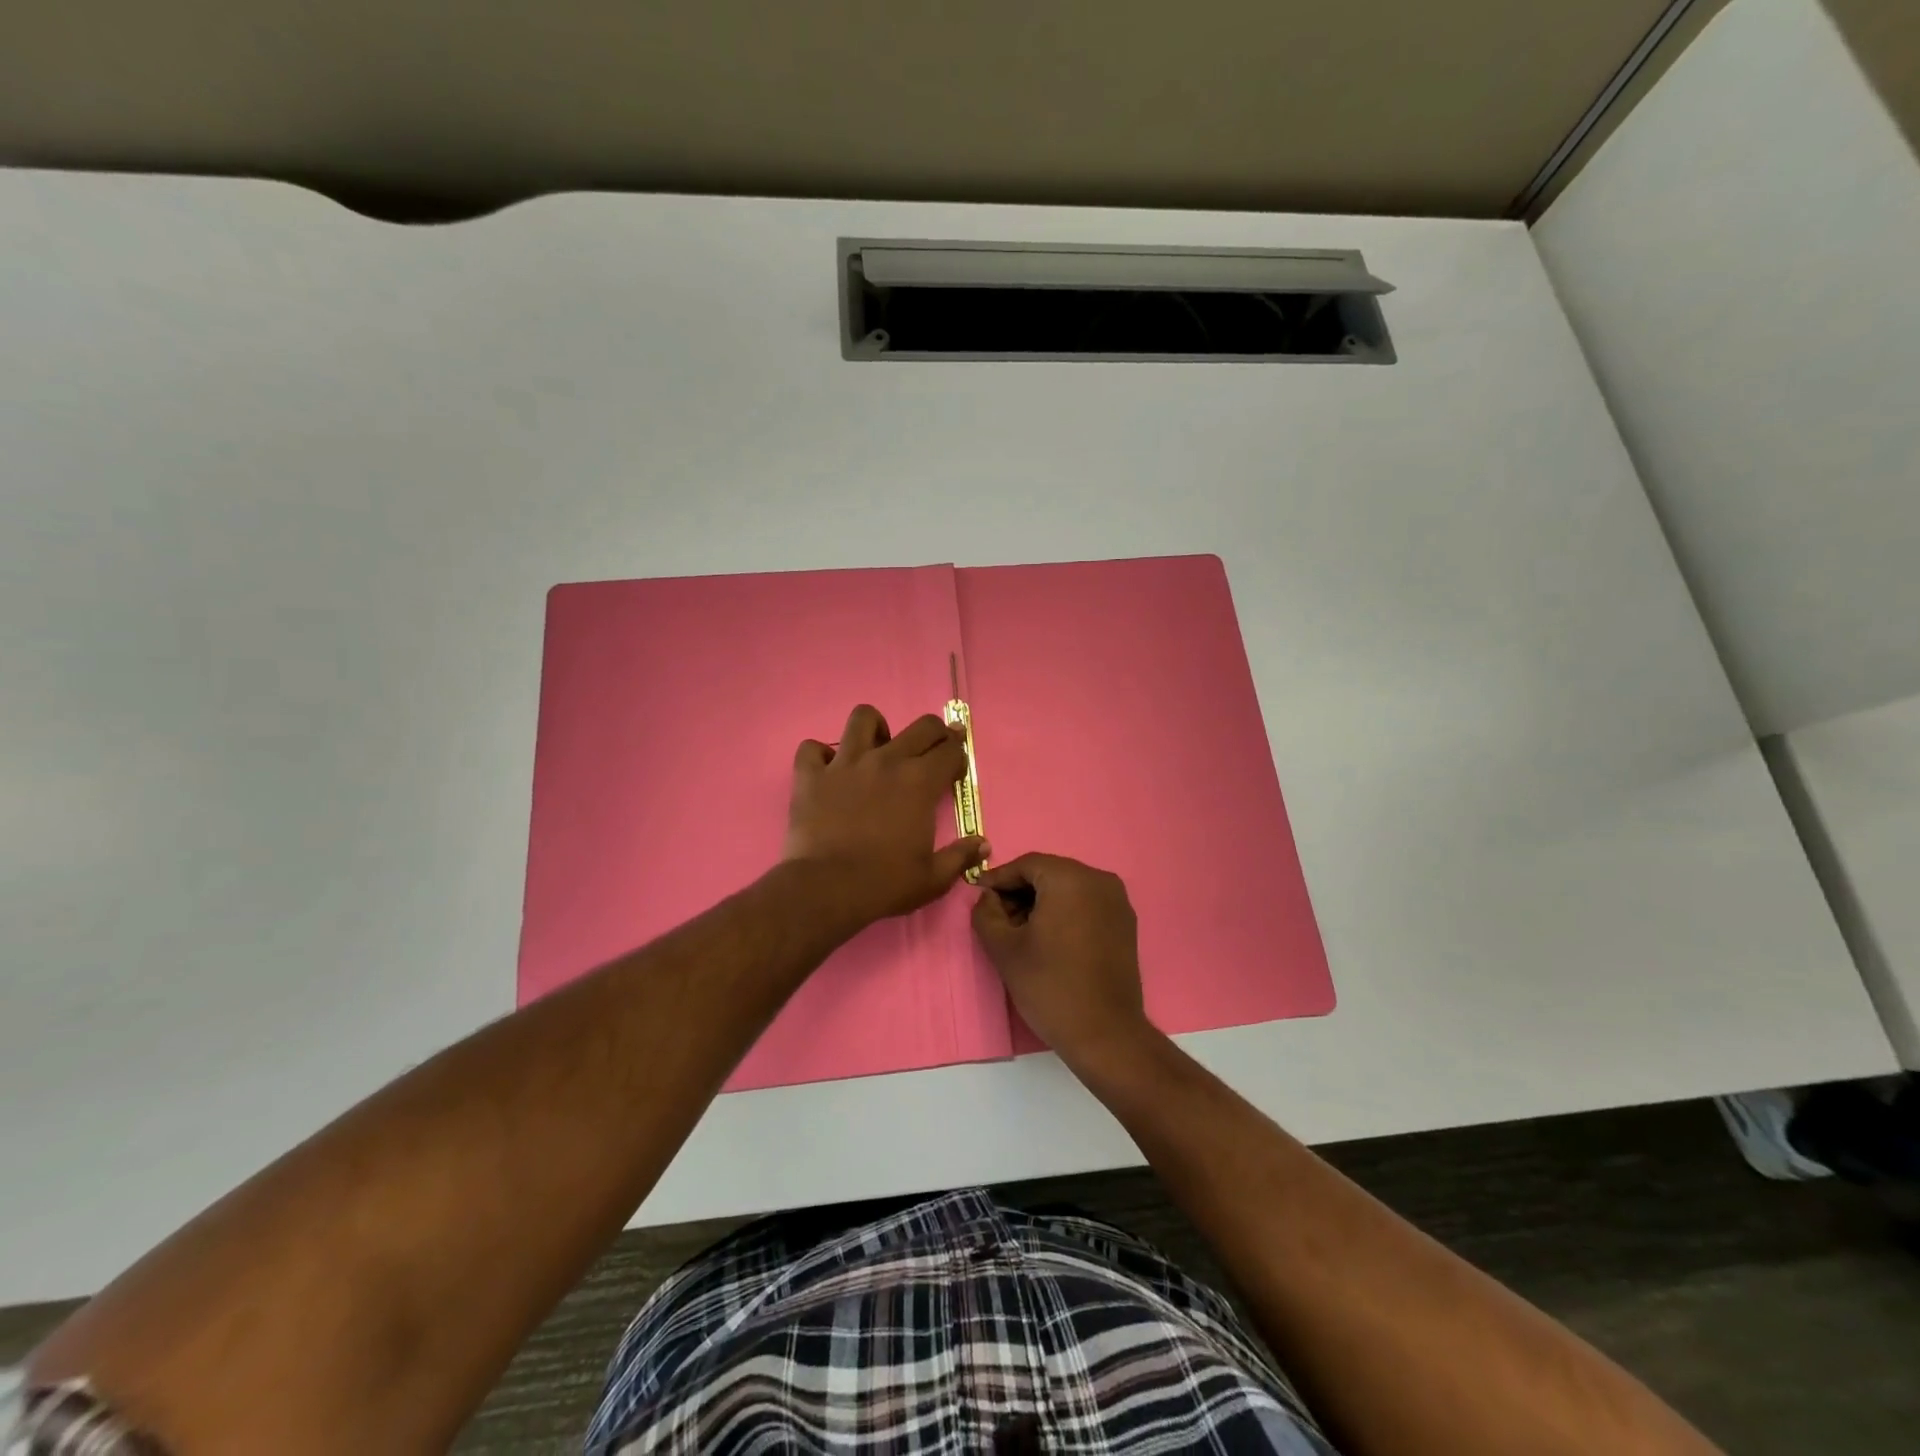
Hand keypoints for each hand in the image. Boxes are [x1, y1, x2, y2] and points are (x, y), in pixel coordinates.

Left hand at [785, 704, 988, 928]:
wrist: (827, 888)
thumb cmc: (885, 883)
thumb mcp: (934, 878)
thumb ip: (961, 857)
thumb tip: (983, 844)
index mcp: (920, 782)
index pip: (951, 751)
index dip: (958, 755)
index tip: (955, 767)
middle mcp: (886, 761)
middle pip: (921, 726)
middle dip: (935, 732)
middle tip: (932, 749)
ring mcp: (846, 763)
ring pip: (863, 718)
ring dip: (874, 728)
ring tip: (875, 748)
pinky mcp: (811, 775)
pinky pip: (812, 748)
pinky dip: (820, 756)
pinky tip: (827, 771)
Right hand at [971, 854, 1155, 1068]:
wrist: (1105, 1034)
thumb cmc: (1050, 986)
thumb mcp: (1004, 949)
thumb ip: (986, 913)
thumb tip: (988, 897)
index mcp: (1070, 878)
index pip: (1026, 864)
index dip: (999, 878)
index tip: (979, 896)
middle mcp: (1099, 879)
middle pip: (1049, 873)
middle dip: (1020, 891)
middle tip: (997, 917)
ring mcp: (1117, 901)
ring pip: (1068, 888)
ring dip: (1041, 902)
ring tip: (1020, 931)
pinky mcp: (1125, 922)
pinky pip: (1087, 903)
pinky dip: (1064, 912)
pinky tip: (1048, 938)